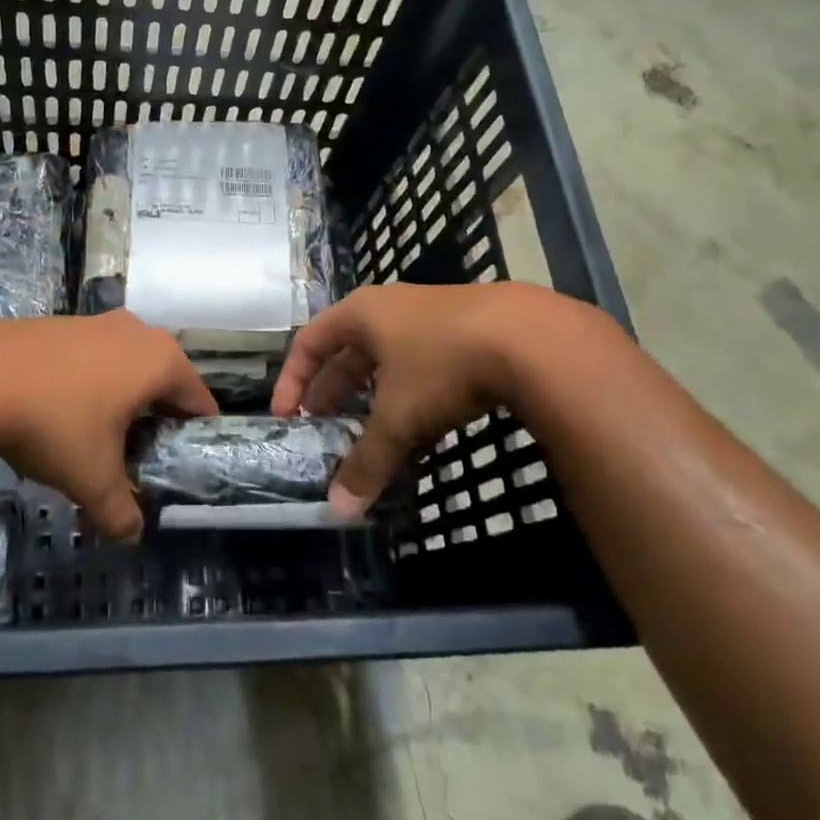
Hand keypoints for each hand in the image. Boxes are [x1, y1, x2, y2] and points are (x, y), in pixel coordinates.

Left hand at [0, 312, 216, 538]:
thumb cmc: (54, 423)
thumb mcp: (92, 479)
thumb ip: (120, 512)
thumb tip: (132, 536)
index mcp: (161, 362)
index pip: (199, 402)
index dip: (194, 438)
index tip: (178, 466)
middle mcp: (138, 333)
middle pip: (164, 382)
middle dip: (156, 420)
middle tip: (138, 458)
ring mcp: (98, 322)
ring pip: (128, 367)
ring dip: (122, 400)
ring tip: (98, 439)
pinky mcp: (64, 322)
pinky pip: (95, 357)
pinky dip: (92, 383)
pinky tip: (62, 412)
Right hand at [271, 282, 610, 517]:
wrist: (532, 338)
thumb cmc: (442, 365)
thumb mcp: (398, 417)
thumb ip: (366, 462)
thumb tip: (339, 510)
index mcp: (361, 314)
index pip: (309, 342)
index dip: (293, 379)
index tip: (288, 416)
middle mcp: (390, 308)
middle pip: (347, 352)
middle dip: (334, 394)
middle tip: (325, 431)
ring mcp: (431, 317)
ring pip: (389, 363)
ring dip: (375, 401)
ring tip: (372, 438)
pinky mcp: (468, 333)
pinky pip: (424, 368)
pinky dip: (413, 400)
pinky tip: (424, 433)